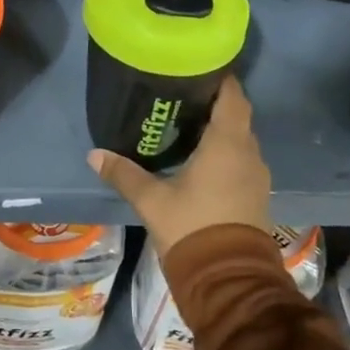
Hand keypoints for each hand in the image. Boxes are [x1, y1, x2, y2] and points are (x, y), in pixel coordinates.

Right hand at [87, 78, 270, 258]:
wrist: (228, 280)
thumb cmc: (192, 227)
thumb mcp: (152, 200)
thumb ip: (124, 173)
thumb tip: (94, 154)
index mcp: (227, 143)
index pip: (232, 96)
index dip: (219, 79)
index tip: (198, 68)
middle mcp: (248, 153)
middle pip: (237, 115)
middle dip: (215, 102)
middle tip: (184, 94)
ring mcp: (256, 176)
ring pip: (241, 140)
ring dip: (221, 130)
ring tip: (189, 123)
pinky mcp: (256, 196)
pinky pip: (242, 161)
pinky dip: (226, 152)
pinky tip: (202, 158)